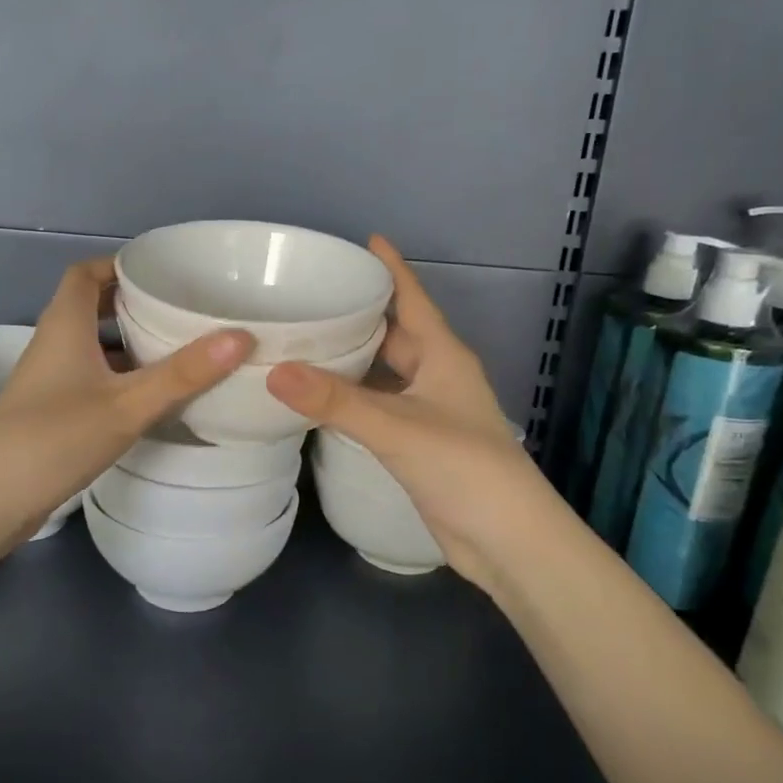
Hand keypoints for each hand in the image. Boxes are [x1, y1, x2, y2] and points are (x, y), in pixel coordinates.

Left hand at [0, 257, 253, 586]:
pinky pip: (92, 377)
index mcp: (65, 324)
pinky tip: (152, 395)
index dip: (120, 264)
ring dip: (130, 341)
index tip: (164, 271)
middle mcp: (54, 343)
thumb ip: (183, 373)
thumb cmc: (55, 438)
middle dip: (135, 302)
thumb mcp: (127, 404)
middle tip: (183, 308)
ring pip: (94, 345)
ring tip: (180, 347)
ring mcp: (50, 379)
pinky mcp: (52, 410)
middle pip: (92, 306)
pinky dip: (121, 376)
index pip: (87, 272)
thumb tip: (241, 336)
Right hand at [266, 236, 542, 592]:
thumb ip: (336, 401)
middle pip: (394, 332)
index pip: (413, 299)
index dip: (391, 268)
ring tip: (302, 339)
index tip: (362, 241)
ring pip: (384, 371)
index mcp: (443, 356)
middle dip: (359, 312)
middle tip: (309, 296)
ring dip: (351, 356)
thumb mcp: (397, 428)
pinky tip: (320, 396)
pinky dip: (351, 395)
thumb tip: (273, 371)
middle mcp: (436, 375)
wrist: (508, 541)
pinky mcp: (417, 442)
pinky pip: (378, 404)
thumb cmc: (465, 468)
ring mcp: (428, 410)